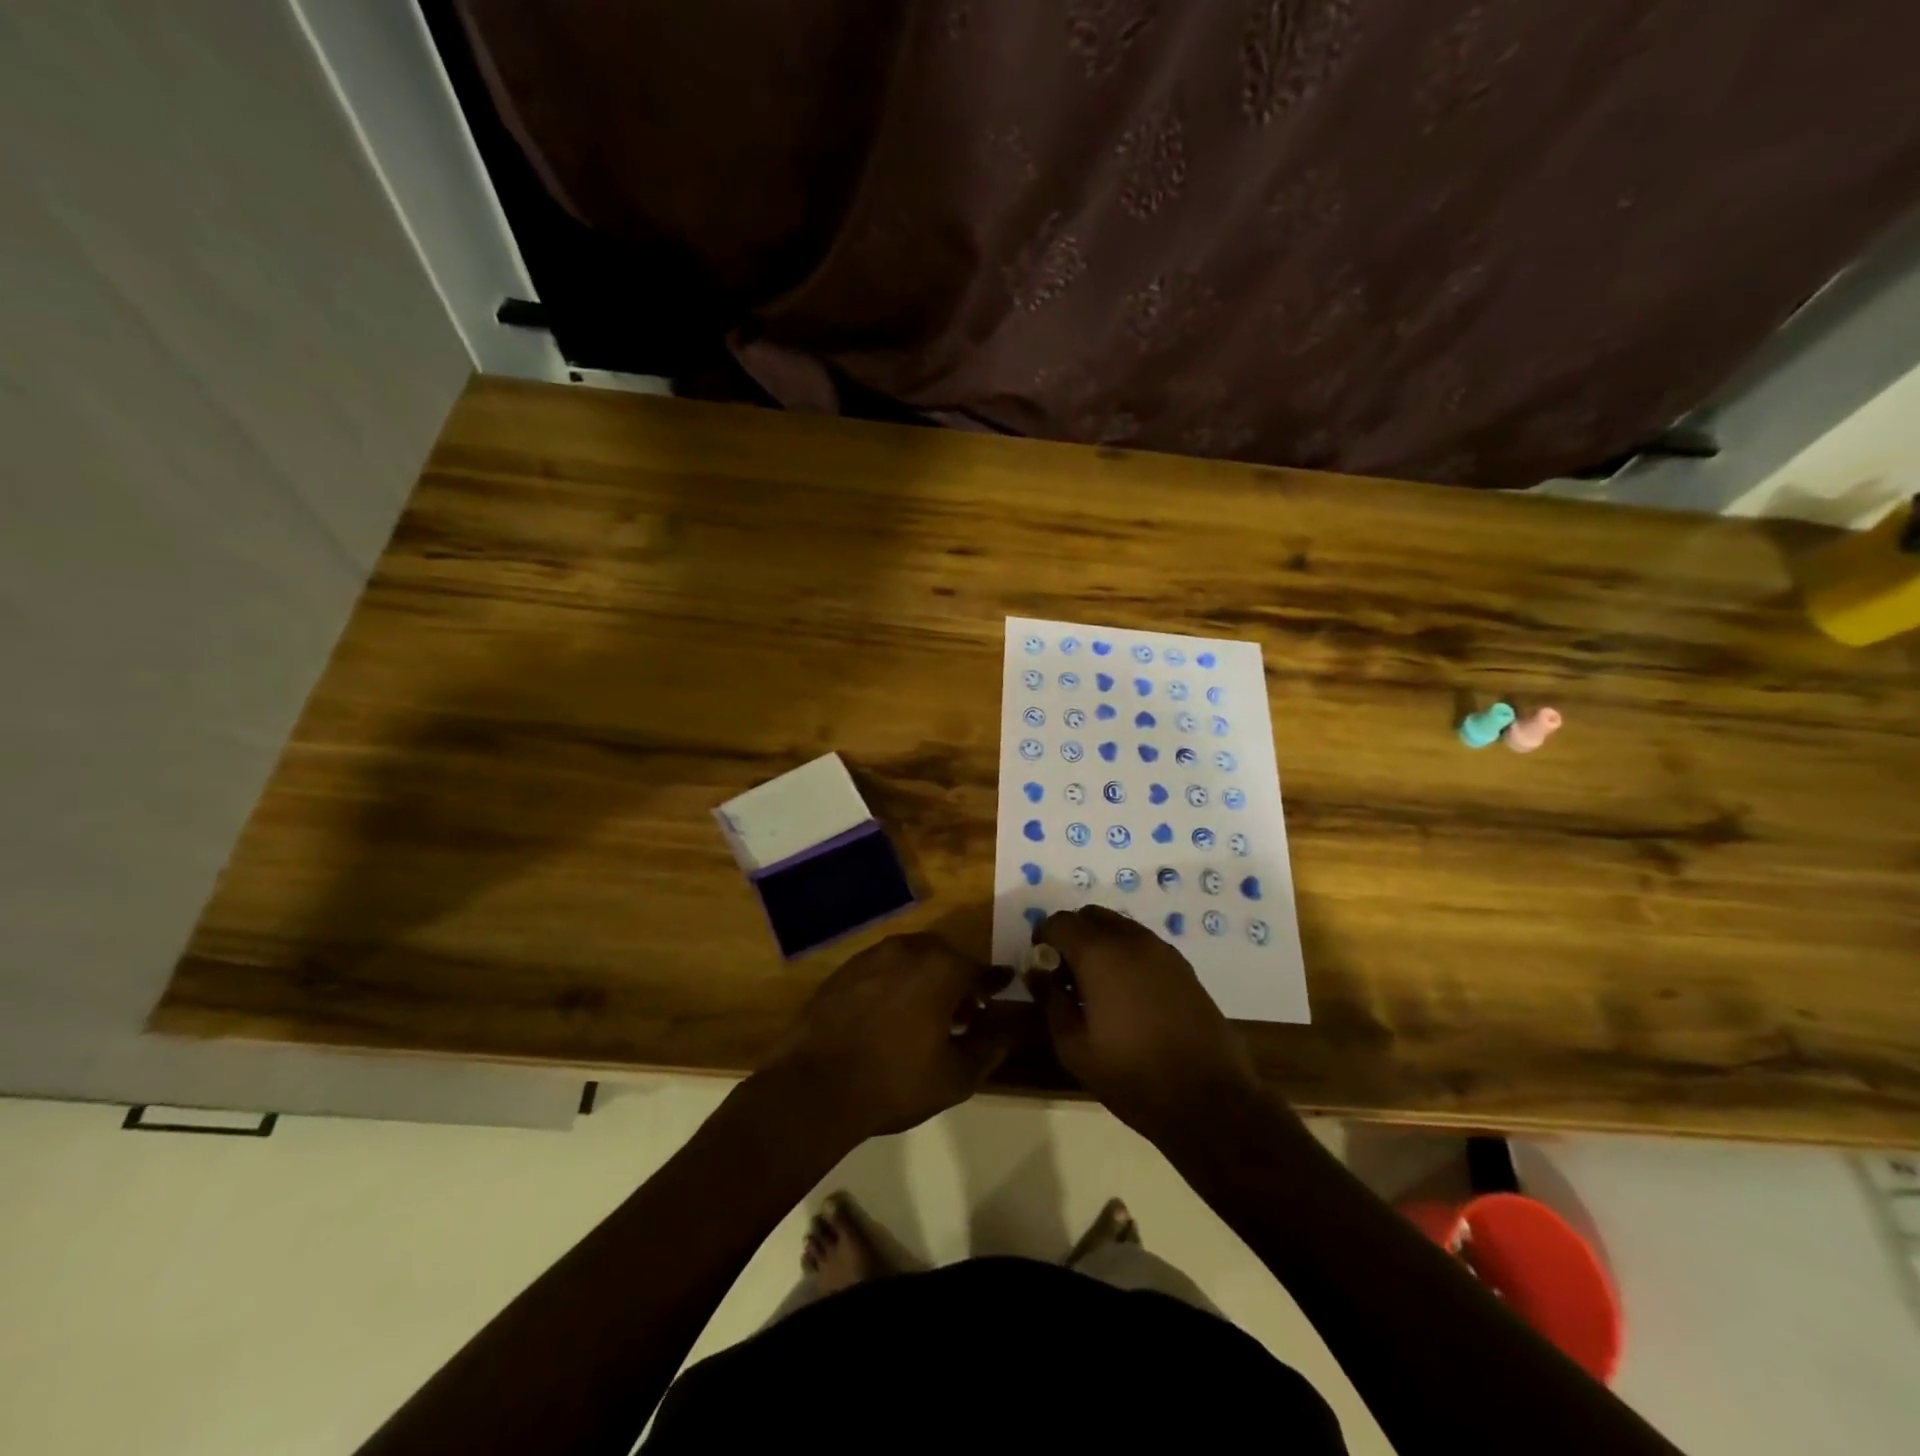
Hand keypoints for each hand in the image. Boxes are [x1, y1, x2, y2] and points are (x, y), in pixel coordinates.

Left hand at [759, 934, 1016, 1141]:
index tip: (1005, 986)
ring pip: (912, 960)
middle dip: (958, 981)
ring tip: (928, 1017)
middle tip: (965, 1013)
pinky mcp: (844, 970)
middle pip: (945, 958)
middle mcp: (908, 949)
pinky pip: (882, 970)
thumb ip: (988, 1049)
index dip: (994, 982)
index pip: (979, 970)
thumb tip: (1007, 1032)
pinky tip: (892, 1016)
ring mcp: (871, 956)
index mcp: (941, 968)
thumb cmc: (894, 1082)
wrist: (814, 1087)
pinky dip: (896, 984)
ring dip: (926, 980)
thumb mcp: (955, 1077)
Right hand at [1027, 906, 1264, 1140]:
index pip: (1060, 921)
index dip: (1043, 938)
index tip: (1040, 964)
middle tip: (1065, 972)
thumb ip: (1050, 1000)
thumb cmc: (1131, 1075)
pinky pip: (1143, 944)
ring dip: (1101, 943)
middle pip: (1091, 916)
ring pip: (1120, 926)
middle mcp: (1131, 939)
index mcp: (1099, 954)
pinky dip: (1126, 954)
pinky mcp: (1183, 966)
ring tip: (1096, 985)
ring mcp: (1162, 950)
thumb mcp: (1073, 1047)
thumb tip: (1037, 972)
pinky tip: (1127, 994)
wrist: (1208, 1099)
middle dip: (1072, 935)